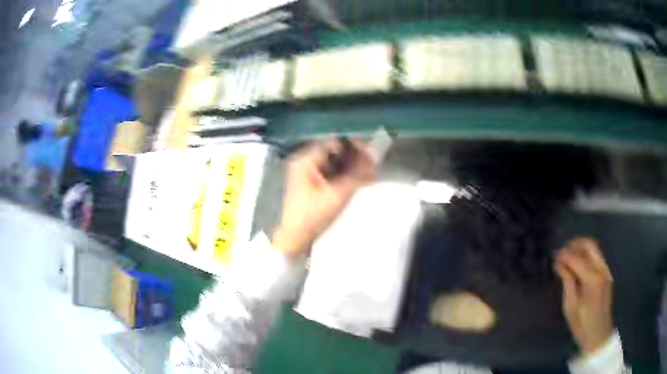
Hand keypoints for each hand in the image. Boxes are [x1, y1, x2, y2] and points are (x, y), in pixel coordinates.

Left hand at [272, 140, 374, 256]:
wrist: (295, 238)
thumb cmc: (313, 215)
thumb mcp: (337, 194)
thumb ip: (357, 175)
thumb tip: (373, 159)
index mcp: (306, 159)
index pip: (334, 142)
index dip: (354, 144)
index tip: (371, 151)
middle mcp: (305, 161)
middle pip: (334, 151)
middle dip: (354, 156)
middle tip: (373, 163)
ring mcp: (307, 173)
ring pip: (334, 162)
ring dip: (351, 165)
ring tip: (369, 171)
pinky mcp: (311, 184)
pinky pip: (331, 173)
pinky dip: (344, 174)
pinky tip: (359, 179)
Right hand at [554, 237, 614, 355]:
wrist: (599, 334)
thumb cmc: (581, 325)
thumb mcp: (570, 306)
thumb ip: (567, 282)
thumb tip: (560, 264)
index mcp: (592, 279)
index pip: (577, 259)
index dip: (565, 255)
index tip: (554, 256)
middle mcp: (602, 269)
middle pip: (590, 246)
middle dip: (575, 245)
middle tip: (562, 252)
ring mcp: (606, 270)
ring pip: (594, 249)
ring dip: (581, 249)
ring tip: (569, 257)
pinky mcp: (607, 274)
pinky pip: (597, 257)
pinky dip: (587, 256)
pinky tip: (578, 265)